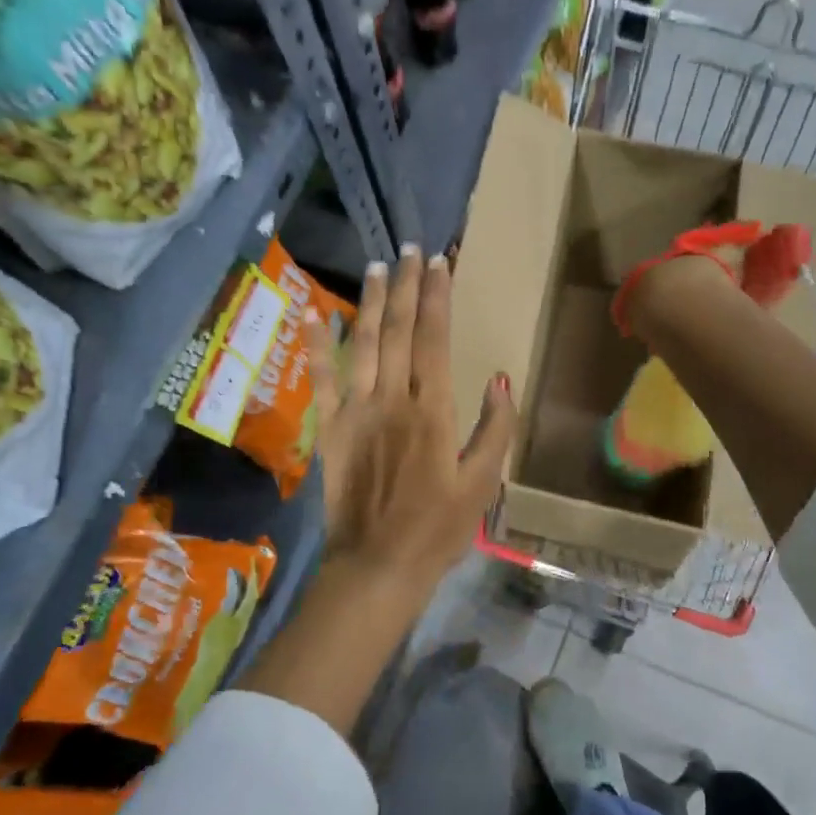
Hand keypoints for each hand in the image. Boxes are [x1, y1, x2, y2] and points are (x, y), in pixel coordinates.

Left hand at [303, 245, 516, 603]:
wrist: (378, 565)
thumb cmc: (438, 528)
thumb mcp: (483, 484)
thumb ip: (495, 429)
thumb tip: (501, 379)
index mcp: (433, 410)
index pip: (434, 339)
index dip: (437, 298)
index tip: (440, 264)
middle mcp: (392, 400)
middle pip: (397, 331)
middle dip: (406, 286)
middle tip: (410, 249)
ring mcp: (355, 411)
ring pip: (362, 345)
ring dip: (369, 302)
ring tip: (377, 266)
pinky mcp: (330, 429)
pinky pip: (322, 380)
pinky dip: (316, 346)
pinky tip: (314, 315)